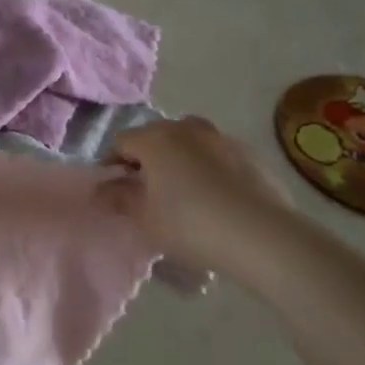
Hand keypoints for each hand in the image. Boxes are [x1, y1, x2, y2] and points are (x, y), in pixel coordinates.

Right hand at [104, 117, 300, 277]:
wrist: (263, 237)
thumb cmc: (190, 224)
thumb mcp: (143, 218)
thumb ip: (117, 198)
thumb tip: (101, 190)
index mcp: (155, 138)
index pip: (121, 142)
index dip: (113, 164)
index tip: (116, 191)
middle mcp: (187, 128)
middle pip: (156, 136)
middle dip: (147, 159)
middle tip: (149, 192)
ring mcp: (222, 138)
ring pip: (189, 143)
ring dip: (180, 160)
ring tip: (184, 193)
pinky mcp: (251, 154)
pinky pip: (217, 155)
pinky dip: (209, 168)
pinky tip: (216, 199)